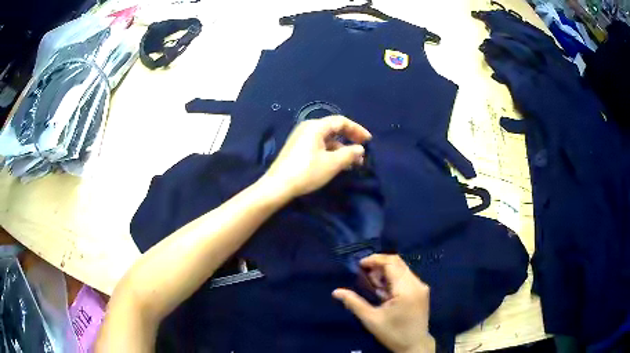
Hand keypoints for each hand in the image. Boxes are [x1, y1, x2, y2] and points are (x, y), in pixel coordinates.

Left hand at [261, 115, 371, 198]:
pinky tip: (337, 164)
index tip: (368, 140)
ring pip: (326, 139)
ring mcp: (301, 138)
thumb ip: (349, 154)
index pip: (341, 121)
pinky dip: (330, 152)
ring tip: (352, 162)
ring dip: (341, 148)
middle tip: (362, 151)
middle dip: (350, 139)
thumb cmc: (307, 171)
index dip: (357, 129)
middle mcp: (308, 128)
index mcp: (316, 126)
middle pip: (333, 129)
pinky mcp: (297, 148)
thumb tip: (360, 149)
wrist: (278, 186)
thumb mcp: (332, 163)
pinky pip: (319, 145)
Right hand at [333, 254, 434, 352]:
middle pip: (398, 263)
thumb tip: (336, 292)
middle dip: (379, 266)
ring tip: (374, 287)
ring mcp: (421, 287)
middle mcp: (417, 283)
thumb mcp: (371, 319)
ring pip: (402, 269)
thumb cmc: (393, 333)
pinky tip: (384, 292)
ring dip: (386, 273)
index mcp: (406, 289)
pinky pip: (406, 277)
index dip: (375, 260)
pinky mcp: (422, 291)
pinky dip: (393, 279)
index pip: (391, 263)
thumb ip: (354, 303)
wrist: (414, 345)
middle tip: (366, 277)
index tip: (360, 265)